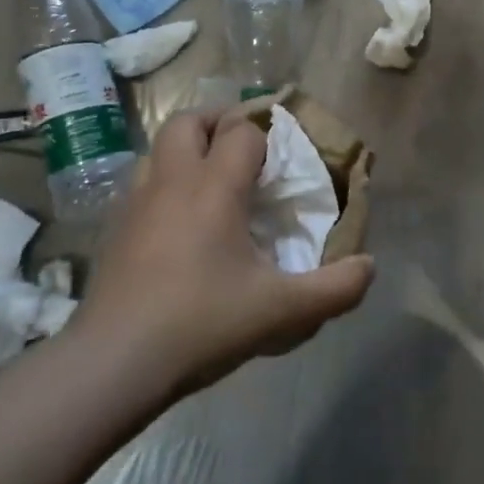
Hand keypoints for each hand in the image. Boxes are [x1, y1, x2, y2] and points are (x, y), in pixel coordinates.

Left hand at [76, 108, 374, 401]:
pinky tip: (179, 221)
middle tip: (244, 148)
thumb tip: (369, 266)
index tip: (285, 153)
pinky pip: (142, 183)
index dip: (266, 134)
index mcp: (213, 188)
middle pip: (189, 121)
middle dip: (219, 122)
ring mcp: (136, 202)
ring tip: (212, 179)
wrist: (114, 362)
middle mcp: (172, 181)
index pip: (242, 133)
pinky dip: (164, 182)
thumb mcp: (282, 311)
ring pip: (158, 148)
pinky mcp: (115, 229)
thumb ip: (335, 289)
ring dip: (187, 149)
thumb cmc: (202, 323)